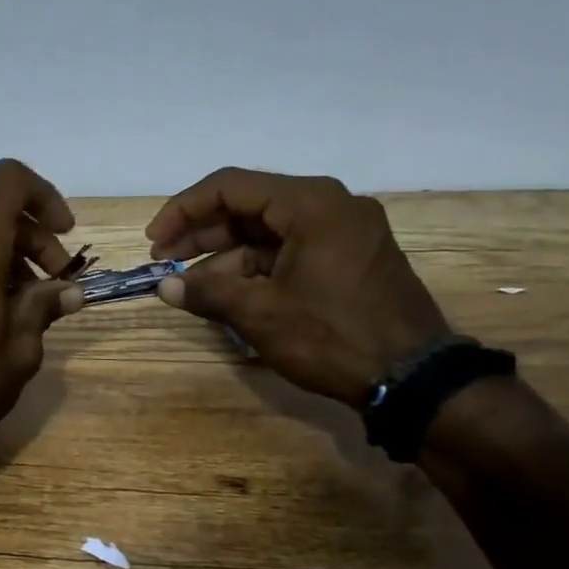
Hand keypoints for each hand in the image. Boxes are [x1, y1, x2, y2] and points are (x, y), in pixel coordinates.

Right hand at [145, 169, 449, 406]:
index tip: (154, 241)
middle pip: (247, 205)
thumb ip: (206, 292)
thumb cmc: (333, 337)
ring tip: (188, 285)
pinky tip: (225, 291)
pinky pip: (287, 248)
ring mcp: (342, 231)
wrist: (414, 381)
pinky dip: (252, 266)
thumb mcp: (261, 314)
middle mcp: (329, 205)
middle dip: (201, 233)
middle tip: (164, 261)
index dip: (183, 211)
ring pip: (265, 229)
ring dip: (223, 254)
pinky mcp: (346, 256)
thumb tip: (164, 287)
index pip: (229, 187)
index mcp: (311, 203)